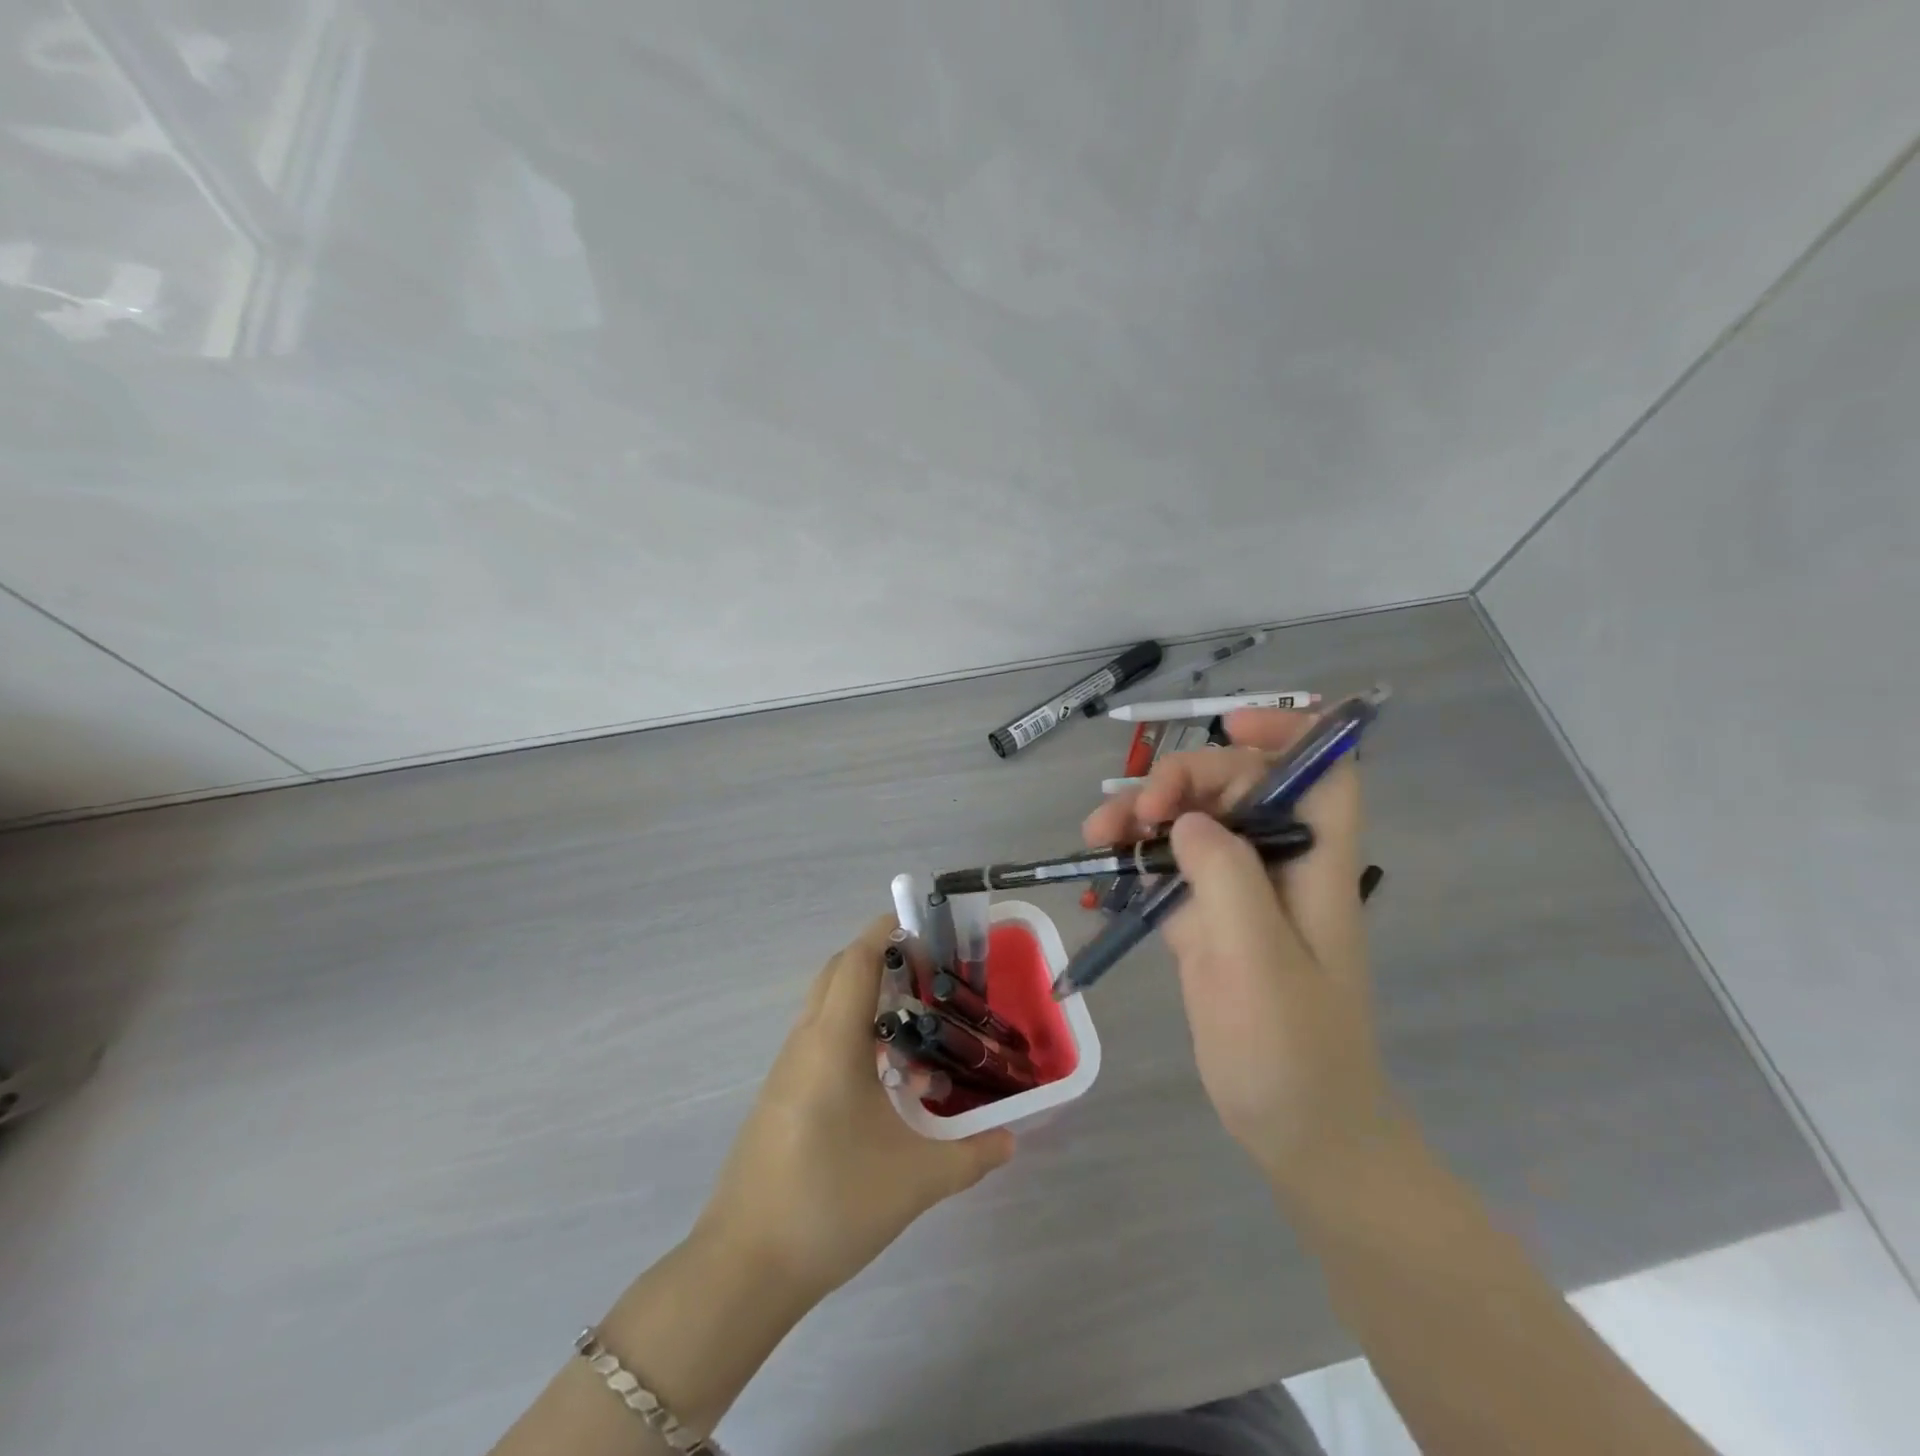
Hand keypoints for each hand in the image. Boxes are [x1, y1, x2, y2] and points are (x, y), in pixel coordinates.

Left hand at [693, 918, 1013, 1303]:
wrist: (744, 1268)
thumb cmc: (831, 1203)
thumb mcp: (915, 1180)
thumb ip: (971, 1155)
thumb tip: (1012, 1140)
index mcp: (832, 1042)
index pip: (857, 960)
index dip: (886, 932)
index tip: (923, 927)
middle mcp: (804, 1043)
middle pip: (838, 974)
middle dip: (879, 960)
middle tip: (927, 976)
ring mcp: (786, 1071)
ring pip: (826, 1009)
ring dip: (866, 1002)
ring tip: (915, 1029)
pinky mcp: (779, 1098)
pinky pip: (818, 1043)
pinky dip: (852, 1038)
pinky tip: (884, 1084)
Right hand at [1083, 709, 1410, 1197]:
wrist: (1297, 1130)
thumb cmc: (1292, 1051)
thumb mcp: (1260, 962)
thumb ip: (1227, 879)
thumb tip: (1188, 820)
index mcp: (1314, 865)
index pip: (1322, 771)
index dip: (1288, 732)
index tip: (1227, 726)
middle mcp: (1278, 866)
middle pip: (1238, 787)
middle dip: (1184, 780)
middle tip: (1137, 812)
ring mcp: (1238, 894)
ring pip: (1193, 822)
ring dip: (1144, 816)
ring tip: (1097, 834)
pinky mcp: (1205, 922)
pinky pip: (1168, 866)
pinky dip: (1136, 856)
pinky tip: (1102, 863)